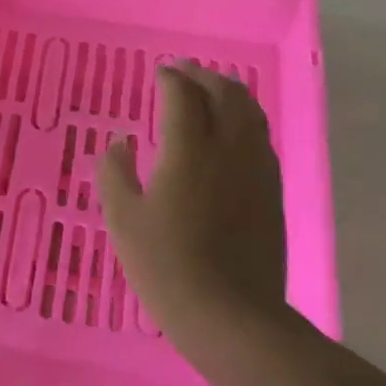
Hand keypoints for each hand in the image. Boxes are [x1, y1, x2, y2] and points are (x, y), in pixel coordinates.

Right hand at [97, 61, 287, 350]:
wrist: (229, 313)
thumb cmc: (165, 264)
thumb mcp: (122, 218)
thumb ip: (114, 172)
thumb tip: (119, 143)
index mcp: (188, 150)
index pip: (183, 96)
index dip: (170, 78)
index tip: (159, 72)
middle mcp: (229, 149)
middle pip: (224, 94)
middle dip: (203, 76)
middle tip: (184, 71)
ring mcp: (257, 170)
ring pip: (250, 113)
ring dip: (229, 93)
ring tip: (212, 90)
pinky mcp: (271, 191)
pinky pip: (261, 138)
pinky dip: (245, 119)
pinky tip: (233, 131)